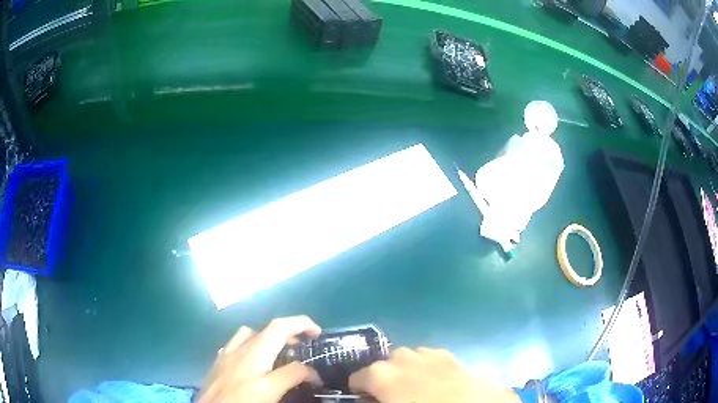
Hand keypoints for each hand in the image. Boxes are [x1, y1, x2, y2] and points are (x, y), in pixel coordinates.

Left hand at [198, 316, 322, 402]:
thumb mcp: (268, 397)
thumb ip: (287, 383)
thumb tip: (308, 377)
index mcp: (260, 376)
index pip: (295, 367)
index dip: (312, 371)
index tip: (320, 373)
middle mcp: (244, 358)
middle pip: (274, 329)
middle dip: (297, 327)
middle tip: (308, 340)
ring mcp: (228, 356)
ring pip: (253, 330)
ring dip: (270, 332)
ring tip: (280, 346)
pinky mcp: (218, 360)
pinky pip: (236, 341)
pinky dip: (250, 341)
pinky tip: (253, 357)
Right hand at [349, 347, 520, 402]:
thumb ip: (375, 401)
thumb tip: (371, 399)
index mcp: (383, 374)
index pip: (358, 378)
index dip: (359, 391)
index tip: (365, 400)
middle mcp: (405, 358)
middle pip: (385, 364)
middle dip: (384, 378)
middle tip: (391, 397)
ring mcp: (432, 355)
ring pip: (410, 358)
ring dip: (407, 370)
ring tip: (415, 389)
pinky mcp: (454, 357)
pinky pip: (433, 359)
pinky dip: (428, 368)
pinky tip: (437, 383)